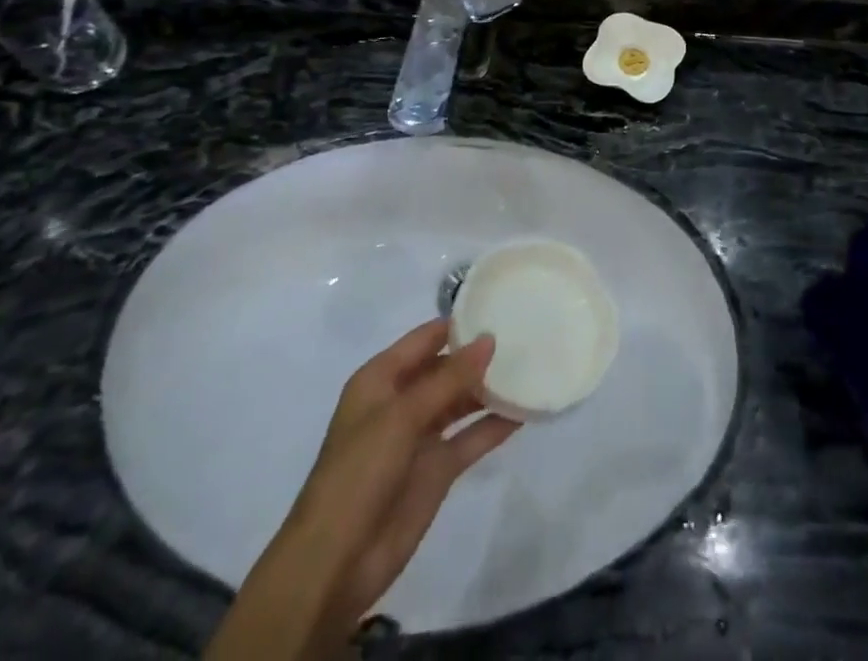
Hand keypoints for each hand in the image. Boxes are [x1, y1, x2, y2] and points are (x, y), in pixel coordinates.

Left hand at [216, 320, 517, 657]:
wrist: (336, 561)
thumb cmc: (360, 472)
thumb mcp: (402, 415)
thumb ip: (449, 378)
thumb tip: (489, 338)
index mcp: (381, 379)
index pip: (425, 338)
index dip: (458, 323)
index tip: (500, 305)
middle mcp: (401, 401)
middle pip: (446, 368)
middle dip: (479, 354)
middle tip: (525, 334)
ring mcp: (420, 437)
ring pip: (461, 401)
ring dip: (489, 389)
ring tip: (531, 367)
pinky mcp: (437, 470)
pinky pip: (471, 438)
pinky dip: (495, 426)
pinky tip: (525, 411)